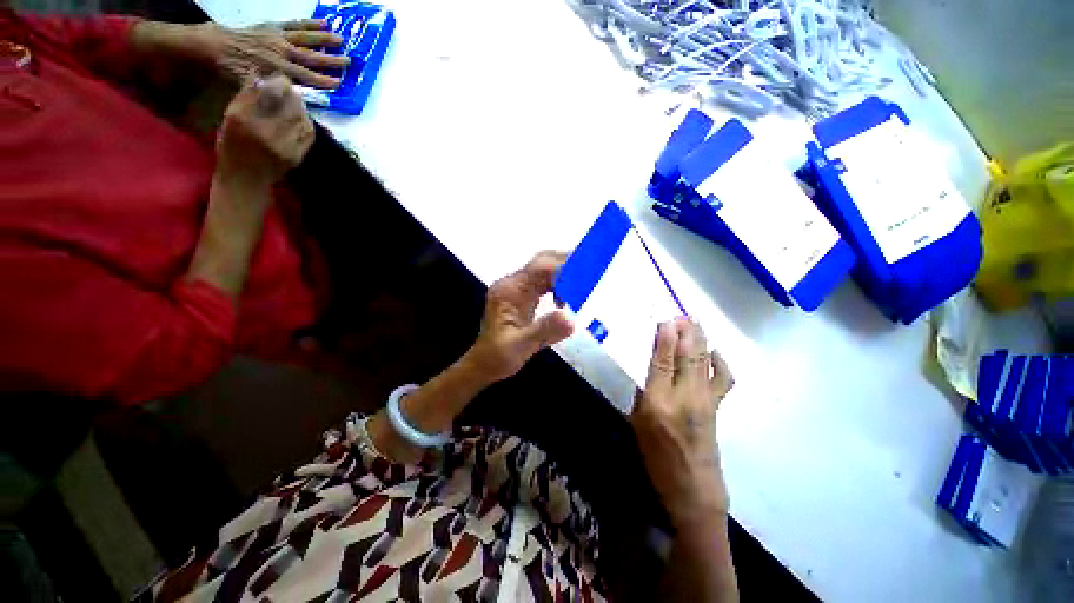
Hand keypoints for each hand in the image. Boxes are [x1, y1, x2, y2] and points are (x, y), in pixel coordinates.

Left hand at [192, 19, 349, 88]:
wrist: (215, 46)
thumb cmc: (232, 69)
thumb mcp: (249, 84)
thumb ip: (270, 89)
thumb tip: (287, 95)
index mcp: (277, 68)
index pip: (305, 76)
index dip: (323, 81)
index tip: (338, 83)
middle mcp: (282, 51)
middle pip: (310, 56)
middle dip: (330, 59)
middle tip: (348, 61)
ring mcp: (278, 37)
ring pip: (306, 38)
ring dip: (324, 38)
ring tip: (341, 39)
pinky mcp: (274, 27)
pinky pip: (295, 24)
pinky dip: (309, 23)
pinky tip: (323, 23)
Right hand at [216, 74, 314, 187]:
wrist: (245, 180)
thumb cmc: (232, 147)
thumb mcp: (230, 118)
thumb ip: (246, 98)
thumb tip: (261, 77)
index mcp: (243, 119)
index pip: (265, 93)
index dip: (276, 82)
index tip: (280, 78)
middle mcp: (265, 132)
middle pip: (288, 105)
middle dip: (292, 94)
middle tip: (291, 88)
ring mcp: (284, 146)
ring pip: (301, 119)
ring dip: (301, 108)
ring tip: (296, 102)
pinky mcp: (297, 156)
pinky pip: (307, 134)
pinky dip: (306, 123)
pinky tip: (301, 119)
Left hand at [465, 251, 574, 383]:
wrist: (485, 363)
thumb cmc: (498, 356)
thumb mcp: (521, 345)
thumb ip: (544, 330)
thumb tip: (571, 318)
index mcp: (510, 290)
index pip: (540, 268)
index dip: (564, 269)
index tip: (585, 277)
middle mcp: (513, 284)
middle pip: (543, 263)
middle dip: (567, 265)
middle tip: (590, 273)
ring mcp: (517, 289)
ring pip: (544, 271)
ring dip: (564, 275)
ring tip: (582, 285)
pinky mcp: (522, 296)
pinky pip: (543, 283)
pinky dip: (558, 286)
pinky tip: (566, 299)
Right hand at [631, 318, 733, 522]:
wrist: (693, 490)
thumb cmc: (657, 459)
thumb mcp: (637, 424)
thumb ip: (643, 393)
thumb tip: (650, 368)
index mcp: (658, 403)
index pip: (662, 362)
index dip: (664, 339)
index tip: (665, 320)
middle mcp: (684, 398)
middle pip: (687, 357)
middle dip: (686, 332)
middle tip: (682, 314)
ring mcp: (706, 402)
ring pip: (704, 362)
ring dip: (701, 340)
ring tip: (695, 322)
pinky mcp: (718, 407)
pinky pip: (723, 378)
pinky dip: (720, 361)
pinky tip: (715, 351)